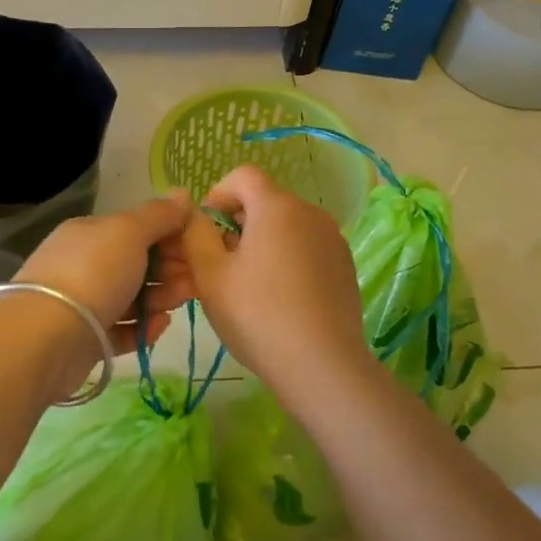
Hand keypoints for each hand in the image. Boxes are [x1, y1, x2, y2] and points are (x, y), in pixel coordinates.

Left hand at [14, 192, 195, 355]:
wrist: (48, 336)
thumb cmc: (93, 273)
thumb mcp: (129, 232)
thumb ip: (158, 215)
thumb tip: (183, 192)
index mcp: (90, 233)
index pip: (137, 228)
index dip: (170, 235)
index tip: (198, 247)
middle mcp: (83, 264)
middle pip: (136, 264)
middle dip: (169, 269)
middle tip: (195, 280)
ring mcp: (81, 302)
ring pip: (130, 297)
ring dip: (159, 298)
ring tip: (179, 304)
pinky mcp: (84, 338)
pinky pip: (120, 330)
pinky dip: (141, 328)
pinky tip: (159, 327)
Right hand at [180, 165, 373, 410]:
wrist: (322, 365)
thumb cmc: (257, 316)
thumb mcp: (211, 276)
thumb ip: (196, 235)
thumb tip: (195, 215)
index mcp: (277, 207)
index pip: (243, 175)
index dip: (218, 193)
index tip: (206, 228)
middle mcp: (310, 213)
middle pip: (267, 201)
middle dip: (238, 222)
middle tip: (220, 262)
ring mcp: (333, 239)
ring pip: (288, 226)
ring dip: (263, 241)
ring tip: (248, 283)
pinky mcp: (345, 266)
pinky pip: (307, 247)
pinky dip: (288, 258)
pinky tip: (279, 297)